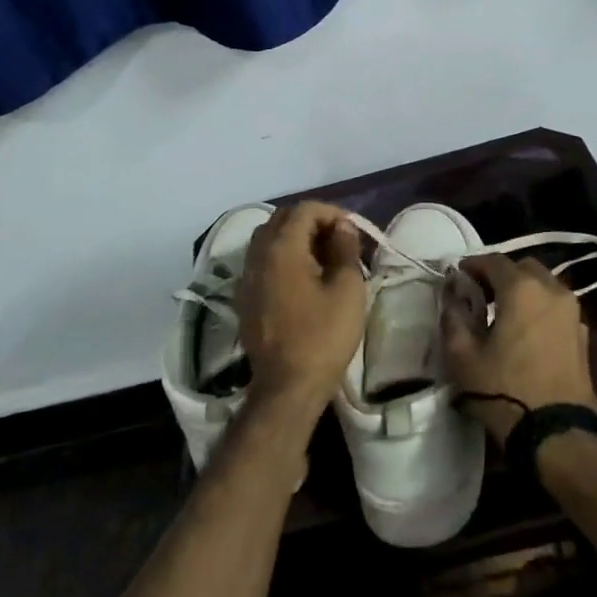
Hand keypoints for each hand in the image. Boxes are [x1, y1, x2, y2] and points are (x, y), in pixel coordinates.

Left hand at [236, 202, 366, 423]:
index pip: (304, 209)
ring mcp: (246, 277)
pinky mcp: (243, 298)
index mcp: (281, 248)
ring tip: (323, 258)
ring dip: (295, 238)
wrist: (287, 387)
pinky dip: (282, 257)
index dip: (331, 212)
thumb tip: (341, 227)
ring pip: (268, 239)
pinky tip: (302, 278)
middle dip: (312, 221)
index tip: (352, 231)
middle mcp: (257, 255)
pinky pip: (261, 261)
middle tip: (339, 241)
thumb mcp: (347, 289)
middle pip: (282, 219)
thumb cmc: (323, 336)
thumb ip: (344, 249)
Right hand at [441, 254, 596, 446]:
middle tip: (481, 293)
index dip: (473, 265)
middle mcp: (552, 290)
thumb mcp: (463, 356)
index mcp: (522, 288)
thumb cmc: (505, 390)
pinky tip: (526, 332)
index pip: (494, 261)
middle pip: (524, 268)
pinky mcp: (583, 335)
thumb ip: (453, 317)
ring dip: (523, 290)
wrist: (557, 433)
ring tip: (503, 313)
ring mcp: (573, 312)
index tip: (458, 276)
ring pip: (545, 285)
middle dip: (501, 275)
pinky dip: (540, 308)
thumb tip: (453, 295)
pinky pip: (557, 308)